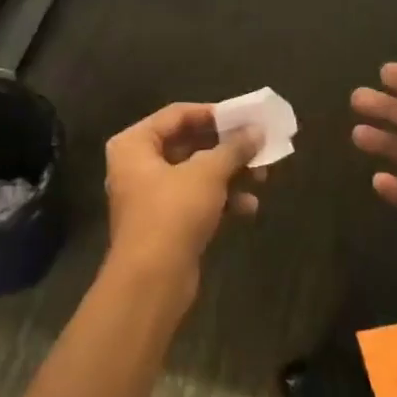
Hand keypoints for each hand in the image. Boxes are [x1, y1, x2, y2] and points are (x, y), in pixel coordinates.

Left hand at [103, 103, 264, 298]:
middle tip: (258, 146)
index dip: (213, 114)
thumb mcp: (207, 174)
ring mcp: (150, 196)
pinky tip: (249, 207)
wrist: (151, 282)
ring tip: (262, 176)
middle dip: (226, 148)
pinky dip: (220, 200)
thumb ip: (233, 148)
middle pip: (188, 144)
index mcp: (134, 143)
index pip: (177, 114)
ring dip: (228, 174)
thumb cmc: (172, 213)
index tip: (245, 117)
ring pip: (195, 174)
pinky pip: (196, 200)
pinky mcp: (165, 224)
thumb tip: (257, 131)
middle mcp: (137, 165)